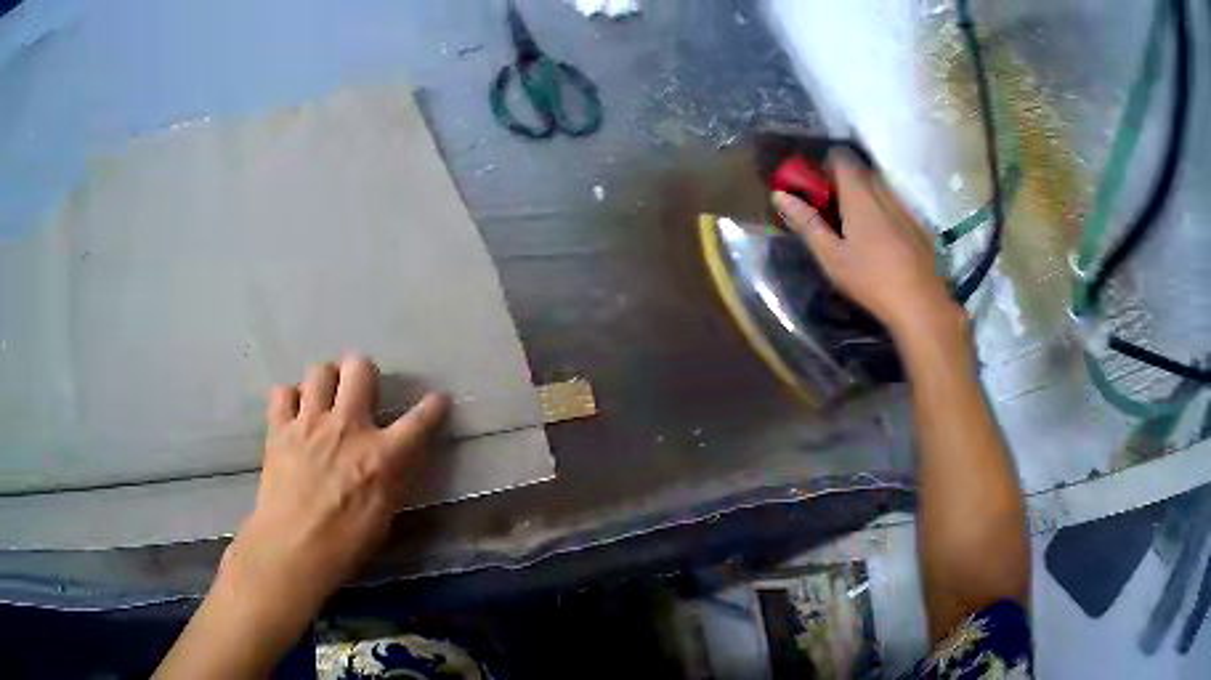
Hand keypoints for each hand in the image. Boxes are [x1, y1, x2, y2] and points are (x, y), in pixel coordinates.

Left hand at [223, 355, 447, 613]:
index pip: (419, 421)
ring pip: (320, 370)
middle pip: (359, 368)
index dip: (433, 407)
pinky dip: (291, 399)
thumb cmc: (345, 545)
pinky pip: (283, 392)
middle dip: (364, 373)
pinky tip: (294, 415)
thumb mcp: (383, 516)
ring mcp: (309, 423)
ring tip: (325, 400)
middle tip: (361, 391)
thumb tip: (394, 461)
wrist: (292, 550)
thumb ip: (391, 479)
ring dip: (327, 381)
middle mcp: (347, 427)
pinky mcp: (279, 429)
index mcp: (381, 456)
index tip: (438, 400)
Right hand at [772, 151, 958, 338]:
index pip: (841, 157)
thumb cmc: (872, 280)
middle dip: (843, 181)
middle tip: (831, 211)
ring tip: (855, 228)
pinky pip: (895, 205)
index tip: (816, 188)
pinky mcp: (919, 224)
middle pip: (860, 170)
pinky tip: (881, 243)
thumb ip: (807, 223)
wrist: (921, 304)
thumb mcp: (832, 257)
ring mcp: (905, 207)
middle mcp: (884, 192)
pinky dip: (882, 212)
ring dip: (864, 196)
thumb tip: (779, 195)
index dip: (825, 165)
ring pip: (879, 187)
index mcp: (860, 195)